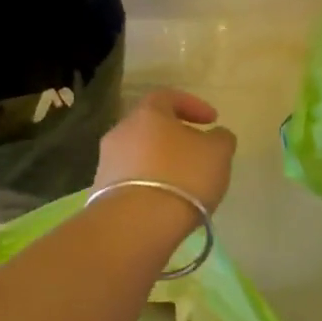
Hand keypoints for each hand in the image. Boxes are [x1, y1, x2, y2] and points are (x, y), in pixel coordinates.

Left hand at [95, 89, 236, 213]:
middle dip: (174, 137)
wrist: (136, 224)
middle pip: (150, 127)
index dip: (193, 105)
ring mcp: (106, 162)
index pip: (168, 96)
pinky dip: (148, 185)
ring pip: (138, 154)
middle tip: (196, 152)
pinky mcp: (101, 192)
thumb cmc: (183, 176)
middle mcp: (121, 131)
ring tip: (182, 183)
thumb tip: (215, 136)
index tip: (213, 121)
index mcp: (148, 113)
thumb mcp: (218, 153)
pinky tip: (164, 201)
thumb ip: (221, 138)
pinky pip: (130, 180)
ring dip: (160, 163)